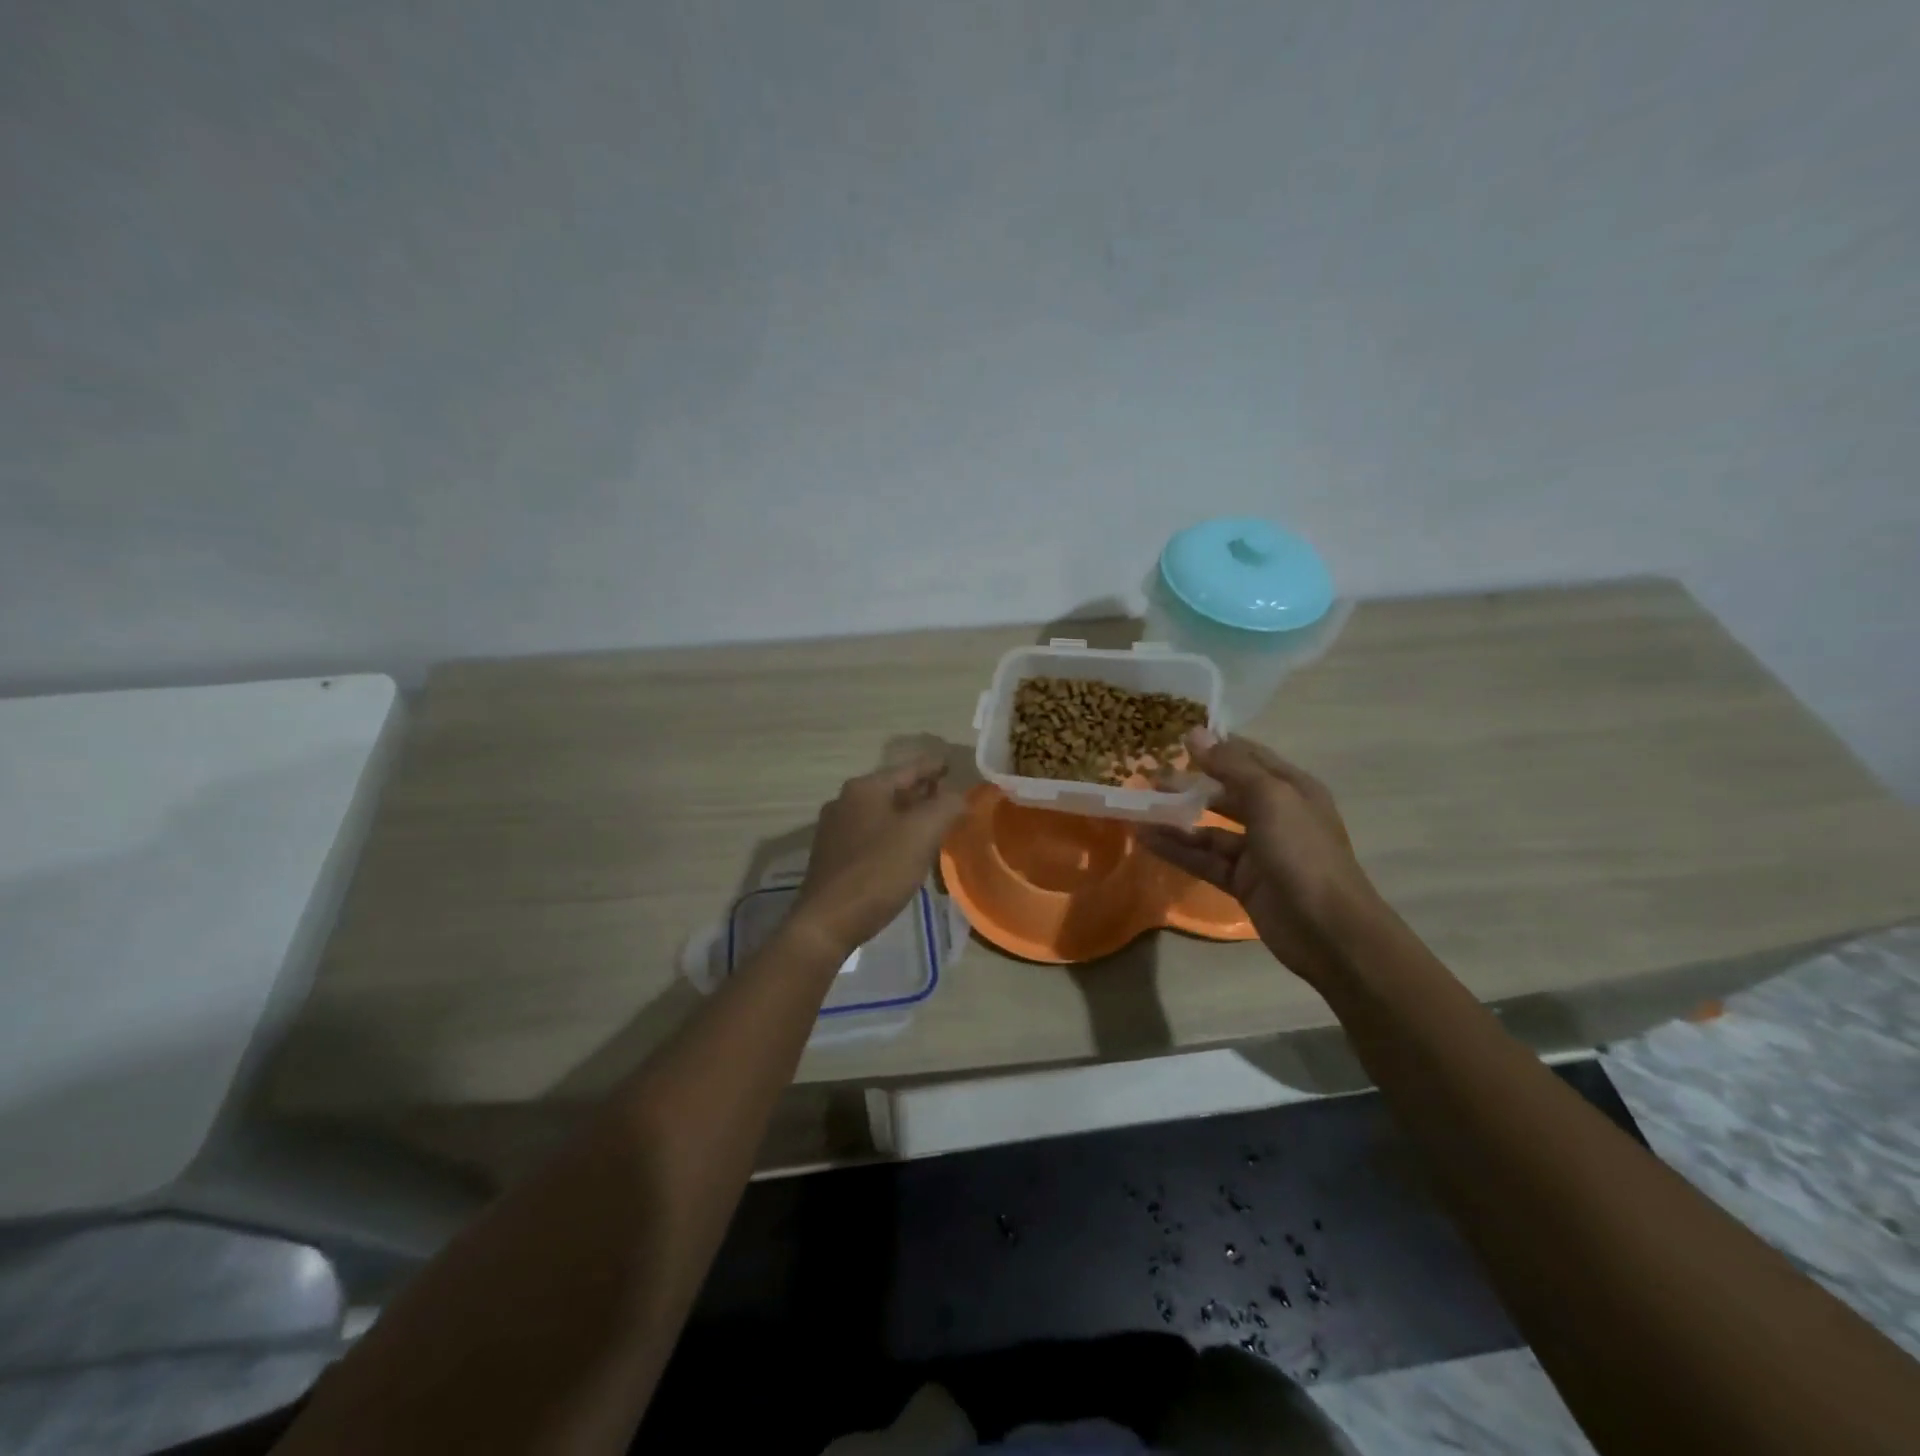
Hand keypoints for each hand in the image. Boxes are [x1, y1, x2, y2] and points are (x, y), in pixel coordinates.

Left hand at [791, 758, 968, 956]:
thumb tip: (960, 795)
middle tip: (949, 796)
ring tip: (933, 822)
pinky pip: (871, 834)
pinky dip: (893, 834)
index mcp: (865, 789)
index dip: (934, 766)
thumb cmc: (877, 872)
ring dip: (908, 815)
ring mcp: (835, 829)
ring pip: (882, 813)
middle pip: (893, 789)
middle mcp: (845, 801)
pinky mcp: (833, 856)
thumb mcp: (921, 834)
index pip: (909, 769)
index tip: (952, 764)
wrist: (828, 922)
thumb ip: (946, 806)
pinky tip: (907, 850)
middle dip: (922, 792)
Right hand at [1141, 729, 1377, 987]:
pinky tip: (1146, 840)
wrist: (1327, 929)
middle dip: (1189, 784)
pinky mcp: (1242, 881)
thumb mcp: (1270, 797)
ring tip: (1139, 809)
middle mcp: (1275, 815)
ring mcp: (1258, 851)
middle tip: (1149, 778)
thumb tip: (1195, 733)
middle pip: (1225, 792)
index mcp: (1290, 788)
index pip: (1248, 757)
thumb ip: (1231, 766)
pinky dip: (1176, 850)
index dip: (1215, 746)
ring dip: (1176, 819)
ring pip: (1209, 828)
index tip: (1175, 739)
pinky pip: (1203, 859)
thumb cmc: (1302, 851)